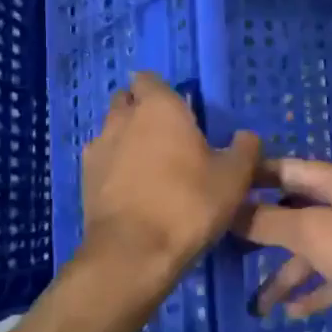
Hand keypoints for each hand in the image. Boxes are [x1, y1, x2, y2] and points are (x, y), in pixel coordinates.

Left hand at [81, 73, 261, 272]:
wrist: (134, 253)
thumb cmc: (189, 204)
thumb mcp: (234, 177)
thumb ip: (244, 149)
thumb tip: (246, 136)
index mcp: (159, 107)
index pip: (149, 79)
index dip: (162, 91)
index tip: (181, 110)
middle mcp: (122, 119)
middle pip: (126, 101)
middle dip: (142, 111)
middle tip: (168, 136)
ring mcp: (97, 149)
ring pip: (111, 131)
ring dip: (127, 139)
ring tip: (150, 166)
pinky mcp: (84, 180)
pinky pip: (102, 161)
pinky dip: (115, 167)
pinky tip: (133, 189)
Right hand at [231, 159, 331, 331]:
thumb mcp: (315, 233)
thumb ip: (270, 222)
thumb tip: (230, 209)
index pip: (285, 169)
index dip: (251, 178)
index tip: (218, 191)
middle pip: (297, 210)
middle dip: (264, 230)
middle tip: (228, 249)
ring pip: (316, 248)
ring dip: (288, 273)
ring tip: (259, 304)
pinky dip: (316, 290)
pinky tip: (294, 312)